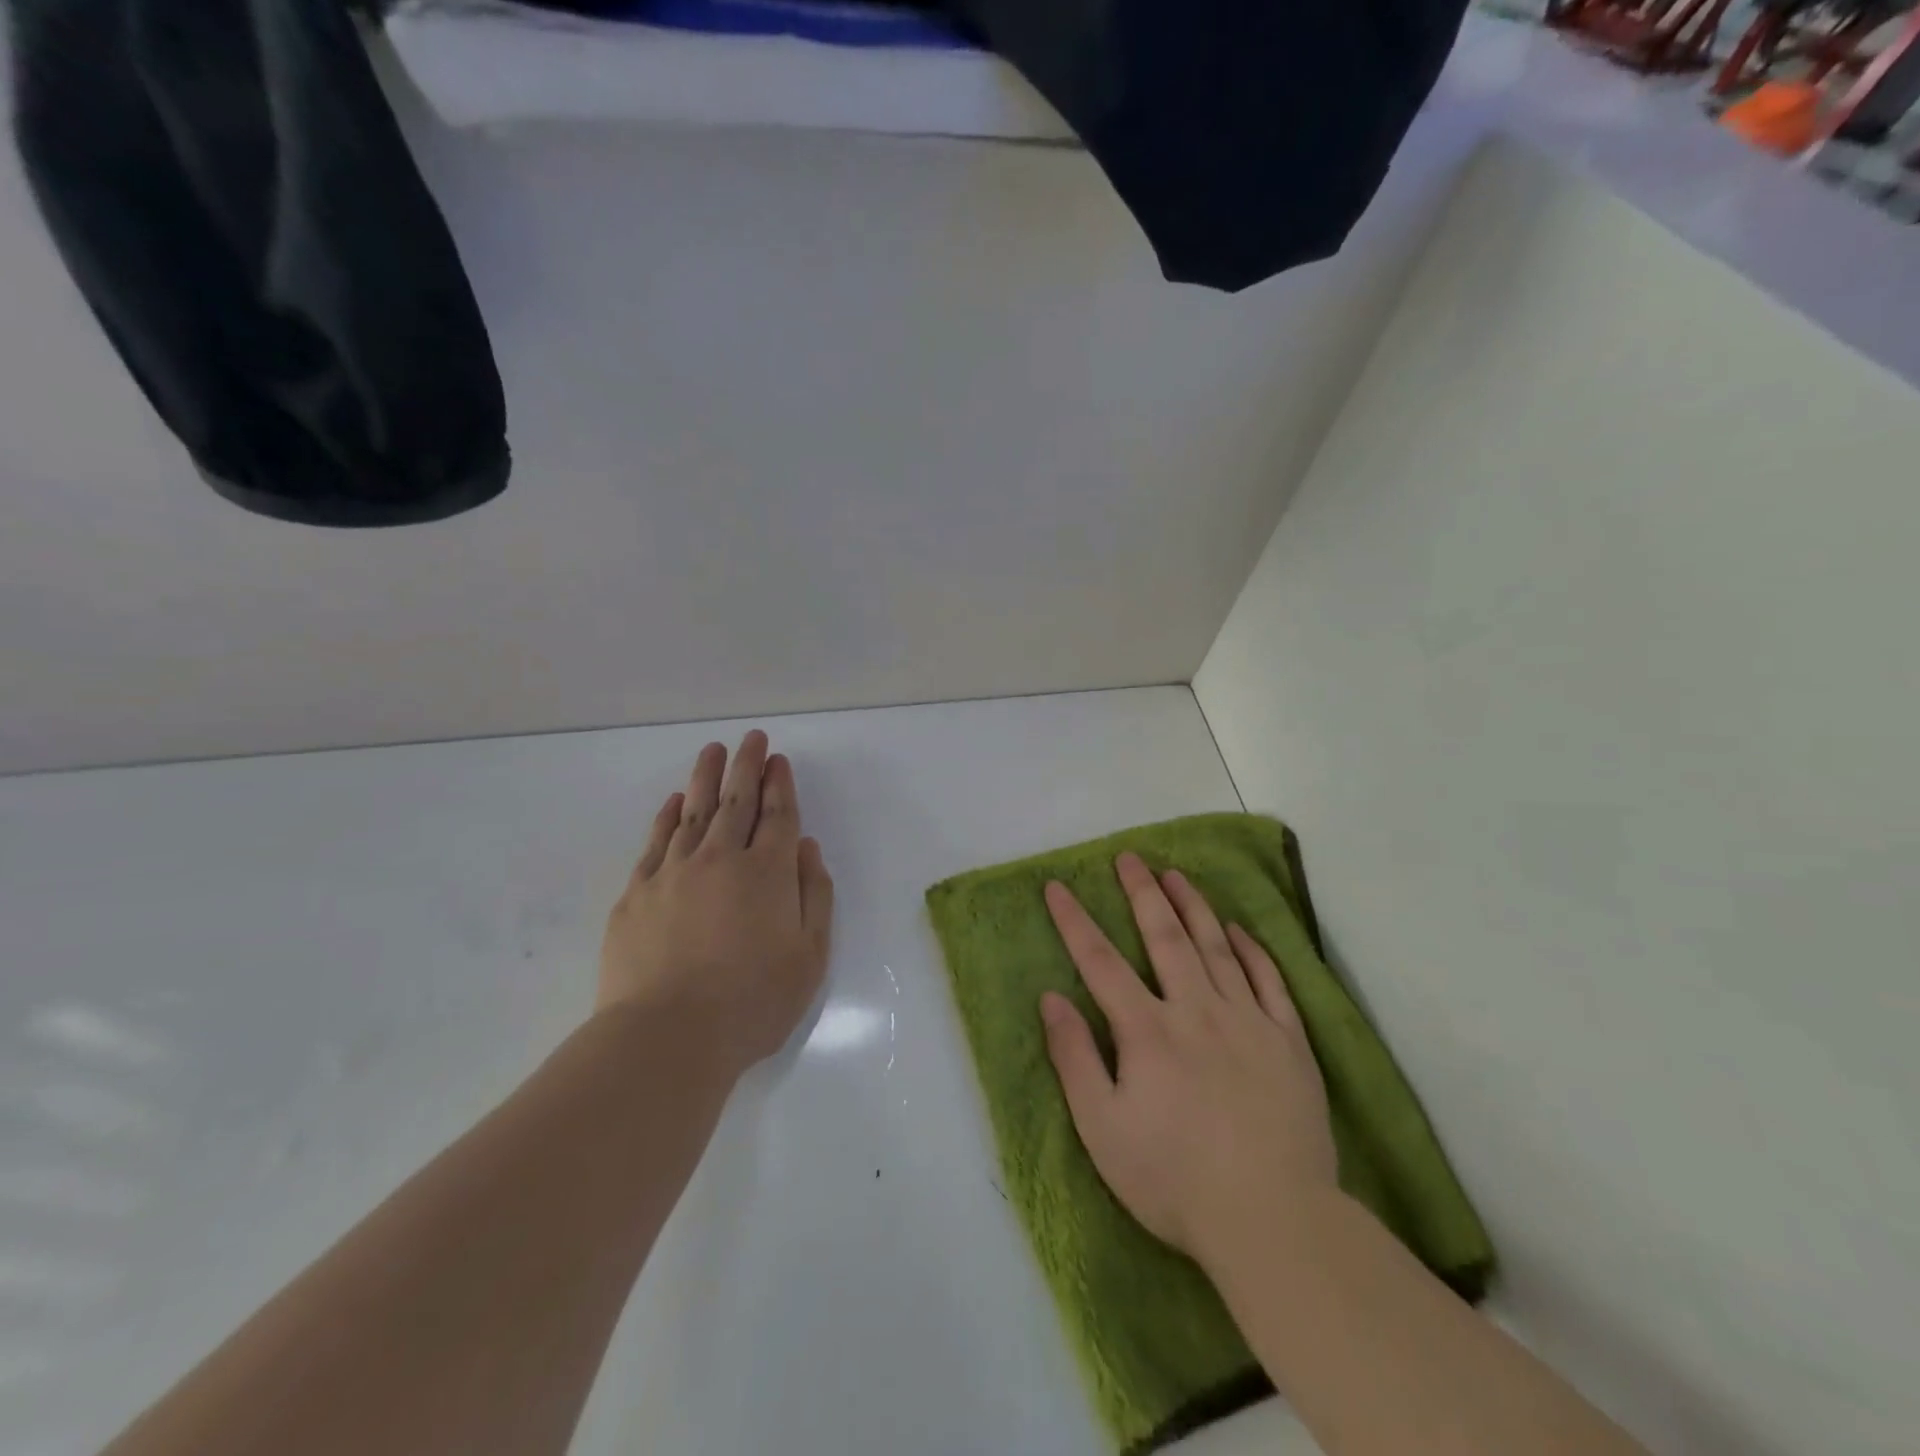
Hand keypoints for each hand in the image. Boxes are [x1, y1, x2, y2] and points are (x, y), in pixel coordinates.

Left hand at [598, 730, 833, 1077]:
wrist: (667, 1038)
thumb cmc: (752, 1002)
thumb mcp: (810, 957)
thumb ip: (814, 895)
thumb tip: (805, 848)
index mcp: (767, 873)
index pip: (777, 815)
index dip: (780, 784)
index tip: (779, 759)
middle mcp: (720, 860)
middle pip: (736, 802)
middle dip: (746, 766)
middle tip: (751, 738)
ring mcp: (673, 873)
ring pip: (693, 812)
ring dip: (706, 778)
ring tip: (713, 751)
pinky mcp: (637, 894)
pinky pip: (655, 841)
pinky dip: (667, 816)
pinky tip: (673, 802)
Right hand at [1039, 853, 1338, 1270]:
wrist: (1274, 1220)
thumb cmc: (1174, 1180)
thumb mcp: (1102, 1129)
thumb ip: (1074, 1058)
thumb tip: (1051, 997)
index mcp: (1148, 1031)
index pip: (1101, 962)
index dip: (1075, 921)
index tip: (1057, 886)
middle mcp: (1196, 1010)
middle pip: (1165, 937)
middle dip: (1142, 893)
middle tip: (1129, 857)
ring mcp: (1248, 1022)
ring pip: (1217, 947)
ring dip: (1193, 906)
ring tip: (1176, 874)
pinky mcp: (1288, 1042)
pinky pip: (1270, 981)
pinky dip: (1252, 950)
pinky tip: (1239, 930)